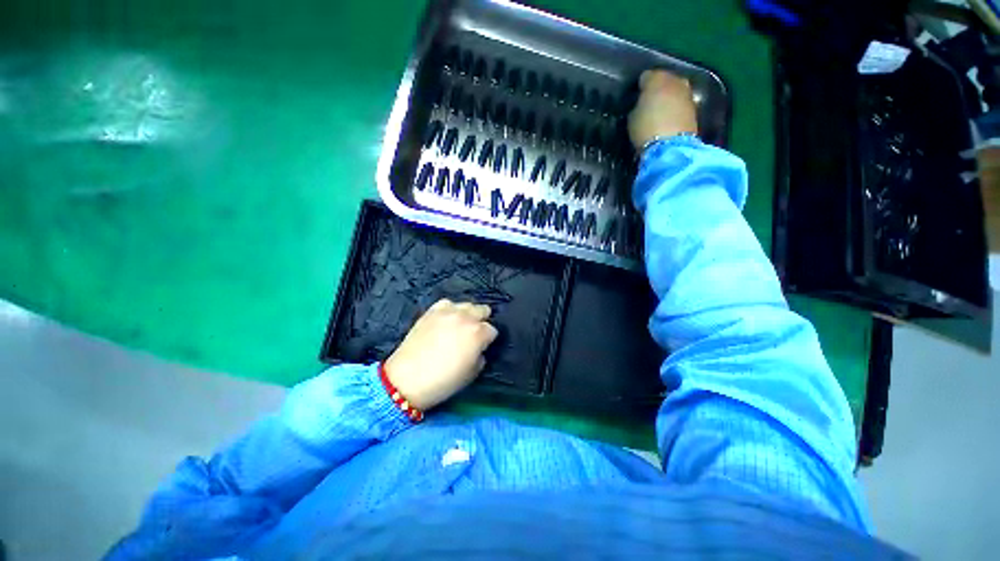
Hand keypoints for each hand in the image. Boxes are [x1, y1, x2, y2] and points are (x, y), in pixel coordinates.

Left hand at [384, 299, 498, 410]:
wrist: (406, 380)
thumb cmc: (444, 381)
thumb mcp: (472, 374)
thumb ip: (481, 355)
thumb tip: (479, 348)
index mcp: (478, 333)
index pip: (492, 330)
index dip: (488, 340)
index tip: (482, 347)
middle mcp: (465, 317)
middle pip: (483, 310)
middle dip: (481, 321)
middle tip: (473, 335)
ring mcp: (447, 311)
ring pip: (466, 304)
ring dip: (467, 314)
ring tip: (459, 326)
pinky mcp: (431, 311)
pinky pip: (447, 303)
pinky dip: (449, 310)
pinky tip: (446, 320)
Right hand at [627, 70, 698, 150]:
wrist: (670, 146)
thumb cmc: (645, 129)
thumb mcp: (632, 117)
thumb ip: (638, 106)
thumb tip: (642, 105)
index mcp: (656, 79)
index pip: (646, 76)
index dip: (640, 87)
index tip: (636, 97)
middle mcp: (675, 80)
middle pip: (664, 80)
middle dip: (657, 89)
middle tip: (649, 103)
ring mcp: (687, 92)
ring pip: (675, 90)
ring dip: (668, 98)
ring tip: (660, 111)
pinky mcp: (695, 106)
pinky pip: (681, 103)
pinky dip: (676, 108)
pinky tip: (669, 118)